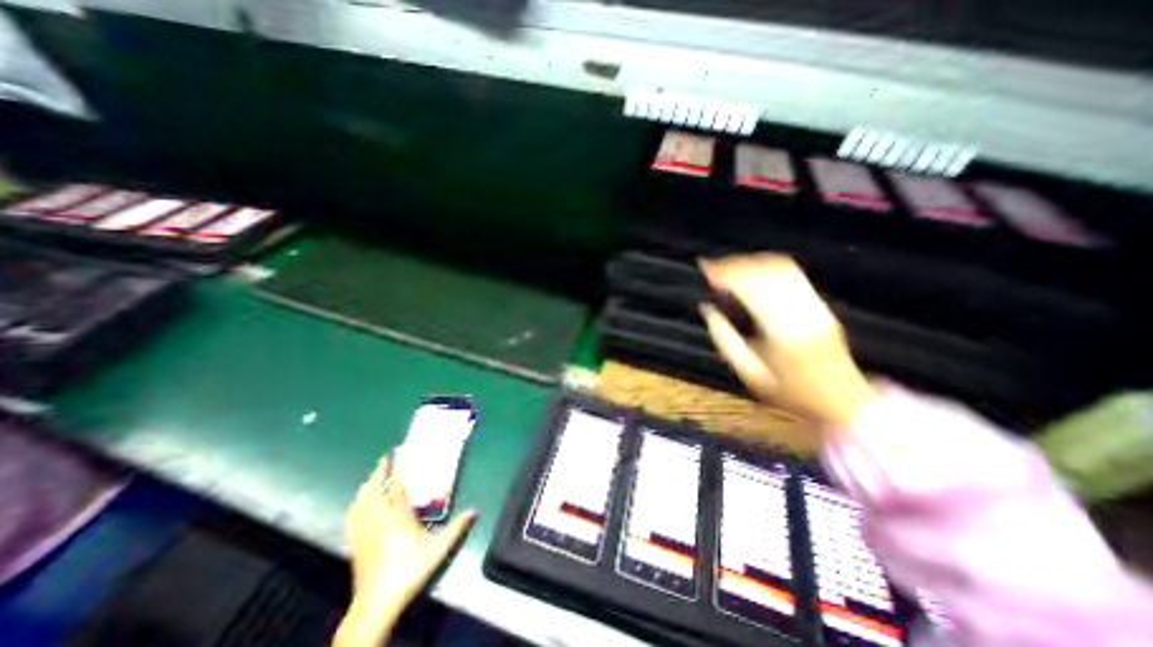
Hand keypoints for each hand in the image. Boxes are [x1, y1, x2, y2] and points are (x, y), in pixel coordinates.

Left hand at [335, 456, 478, 645]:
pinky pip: (353, 514)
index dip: (399, 466)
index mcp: (398, 517)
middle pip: (375, 488)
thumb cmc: (409, 572)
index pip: (397, 484)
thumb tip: (475, 511)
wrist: (376, 604)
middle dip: (381, 470)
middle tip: (387, 456)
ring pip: (362, 499)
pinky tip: (360, 501)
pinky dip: (357, 501)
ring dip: (368, 483)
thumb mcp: (437, 550)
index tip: (401, 450)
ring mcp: (364, 529)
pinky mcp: (356, 540)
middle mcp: (378, 518)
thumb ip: (456, 528)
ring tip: (374, 473)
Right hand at [697, 253, 878, 429]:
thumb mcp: (750, 374)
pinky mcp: (820, 304)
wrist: (843, 401)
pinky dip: (767, 265)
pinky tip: (752, 270)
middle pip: (765, 271)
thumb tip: (707, 310)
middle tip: (711, 266)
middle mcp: (802, 311)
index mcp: (781, 330)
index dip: (725, 272)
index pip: (750, 287)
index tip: (704, 269)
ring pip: (780, 267)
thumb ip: (725, 340)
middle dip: (734, 264)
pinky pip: (793, 274)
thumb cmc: (791, 392)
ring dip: (750, 262)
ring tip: (728, 266)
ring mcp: (815, 305)